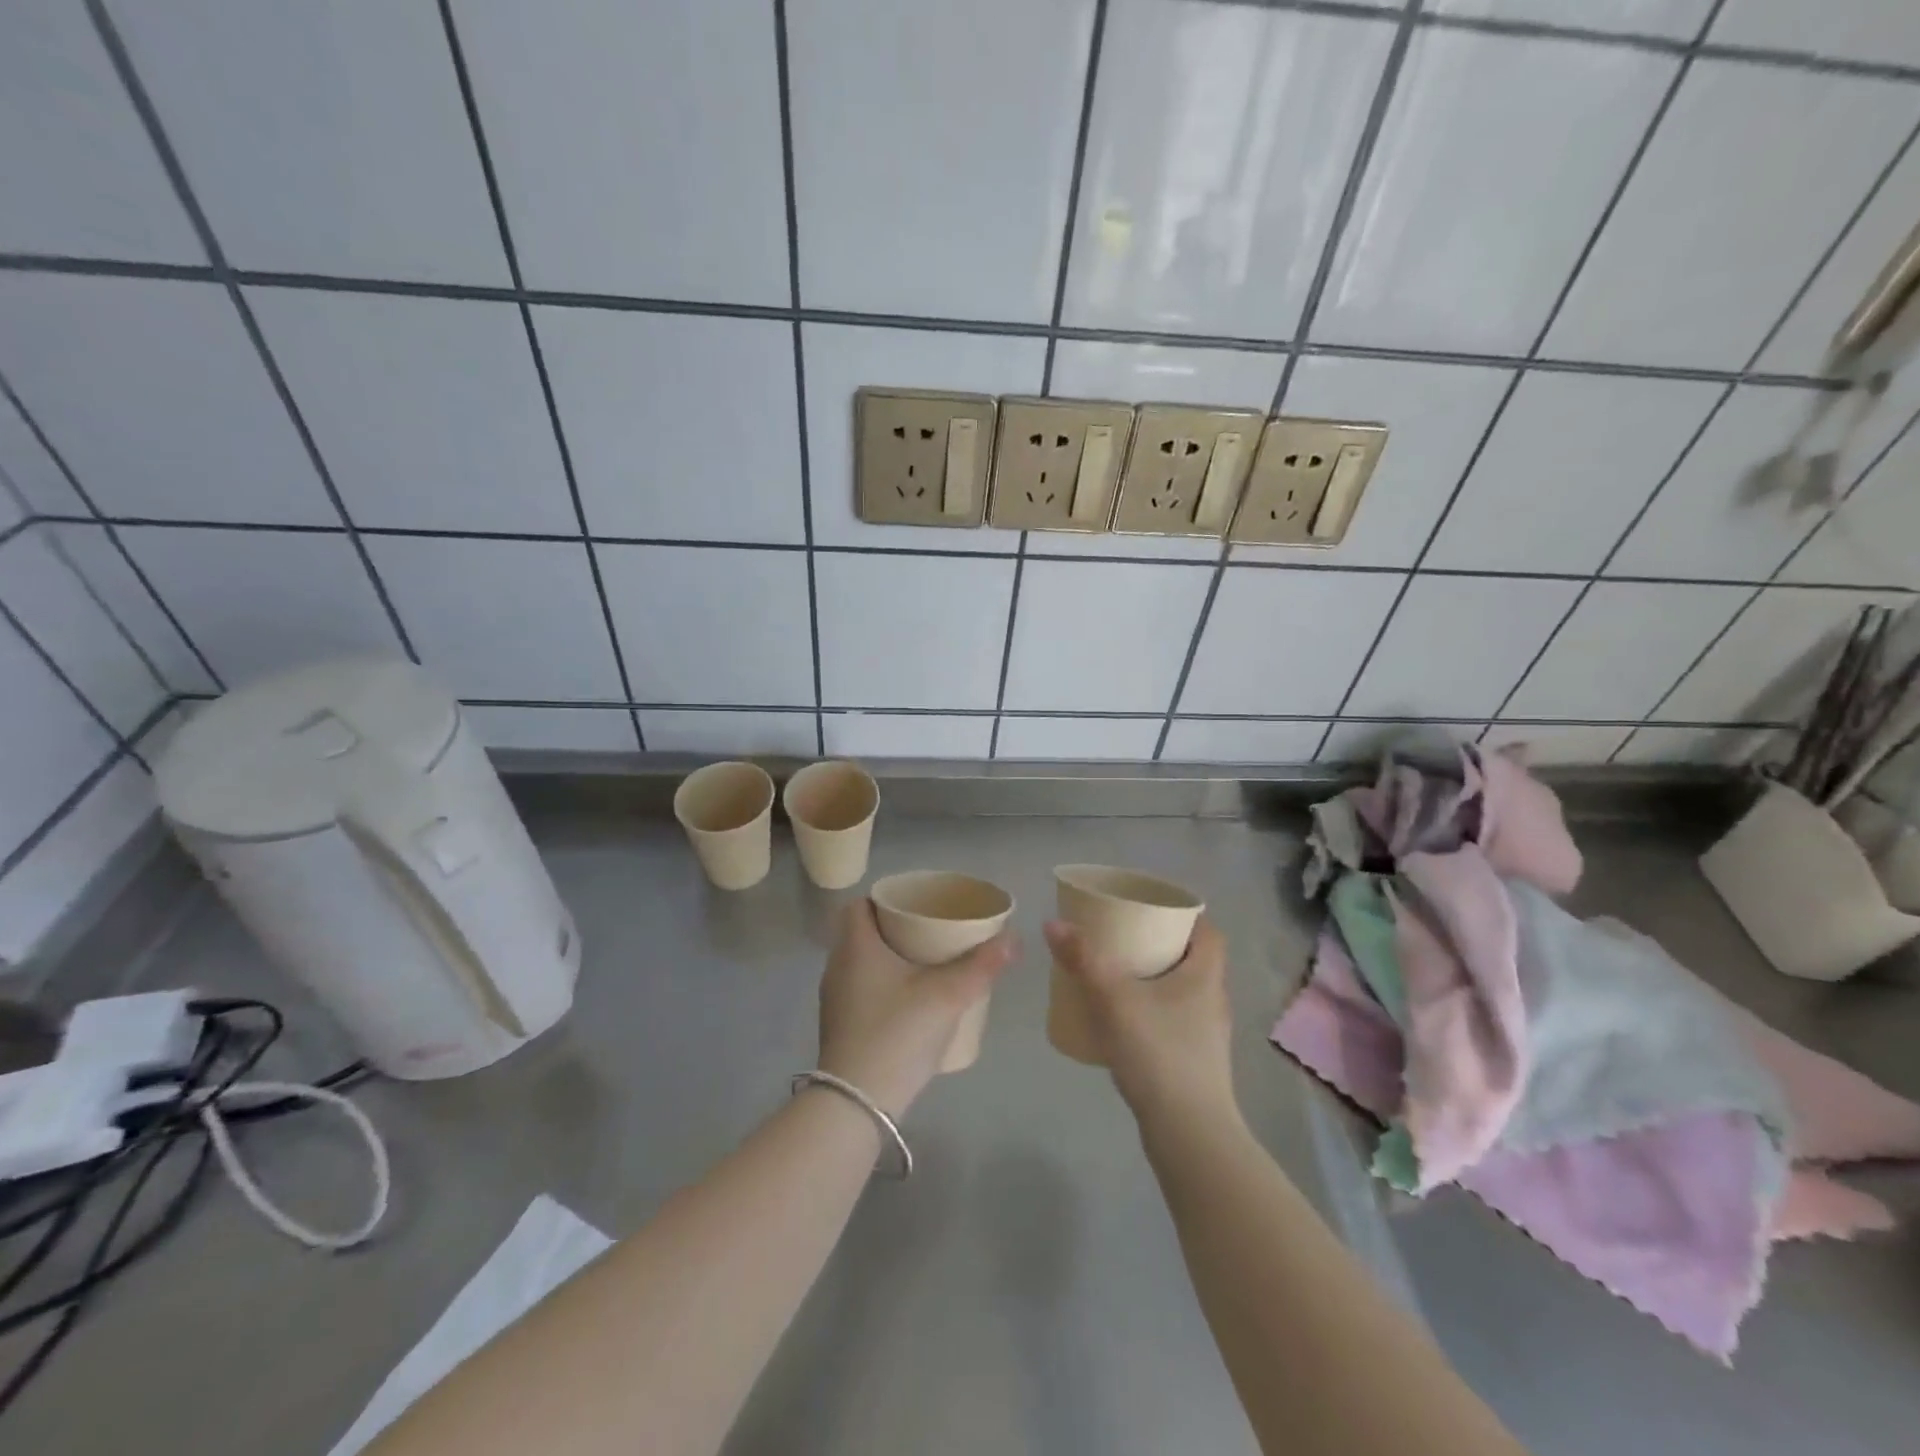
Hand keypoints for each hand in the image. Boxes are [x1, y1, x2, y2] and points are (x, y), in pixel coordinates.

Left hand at [817, 899, 1015, 1118]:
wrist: (857, 1103)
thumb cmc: (897, 1033)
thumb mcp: (947, 996)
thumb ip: (982, 966)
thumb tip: (1014, 938)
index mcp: (856, 946)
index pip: (859, 904)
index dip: (885, 899)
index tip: (916, 905)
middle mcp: (838, 966)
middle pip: (862, 932)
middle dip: (894, 928)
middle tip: (930, 931)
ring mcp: (835, 999)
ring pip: (861, 963)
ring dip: (888, 958)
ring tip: (924, 964)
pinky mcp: (839, 1027)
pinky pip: (860, 989)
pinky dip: (882, 985)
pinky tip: (909, 1001)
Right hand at [1044, 916, 1236, 1123]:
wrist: (1189, 1134)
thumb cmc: (1160, 1053)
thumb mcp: (1114, 999)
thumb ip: (1084, 959)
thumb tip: (1053, 923)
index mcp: (1205, 976)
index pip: (1208, 932)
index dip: (1184, 915)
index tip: (1151, 909)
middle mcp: (1213, 1001)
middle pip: (1193, 959)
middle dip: (1160, 945)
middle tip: (1123, 937)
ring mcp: (1207, 1036)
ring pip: (1182, 992)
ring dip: (1155, 980)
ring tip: (1117, 975)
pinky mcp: (1195, 1064)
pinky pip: (1174, 1021)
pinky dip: (1152, 1012)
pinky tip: (1123, 1022)